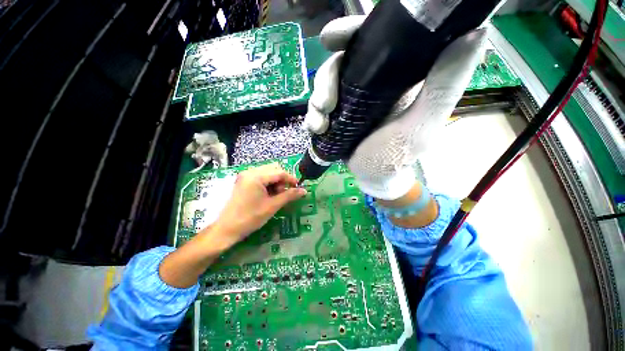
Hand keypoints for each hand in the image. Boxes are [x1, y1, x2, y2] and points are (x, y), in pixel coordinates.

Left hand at [210, 163, 306, 248]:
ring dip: (276, 181)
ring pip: (268, 172)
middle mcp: (250, 172)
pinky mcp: (243, 181)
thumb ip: (289, 195)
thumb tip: (304, 191)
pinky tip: (268, 194)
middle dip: (282, 179)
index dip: (291, 179)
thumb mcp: (272, 206)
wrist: (227, 229)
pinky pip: (261, 176)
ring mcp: (245, 175)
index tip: (298, 187)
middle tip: (284, 193)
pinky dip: (268, 183)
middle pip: (274, 169)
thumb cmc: (250, 218)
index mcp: (256, 176)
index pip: (279, 172)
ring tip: (276, 195)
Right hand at [304, 16, 487, 199]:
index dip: (354, 33)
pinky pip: (318, 107)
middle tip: (325, 102)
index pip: (376, 39)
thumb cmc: (397, 156)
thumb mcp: (421, 126)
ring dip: (317, 102)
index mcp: (396, 76)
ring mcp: (350, 99)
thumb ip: (443, 87)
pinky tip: (317, 129)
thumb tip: (476, 31)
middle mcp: (371, 82)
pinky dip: (313, 116)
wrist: (373, 176)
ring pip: (325, 84)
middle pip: (342, 61)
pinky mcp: (337, 115)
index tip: (333, 38)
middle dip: (327, 77)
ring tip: (320, 123)